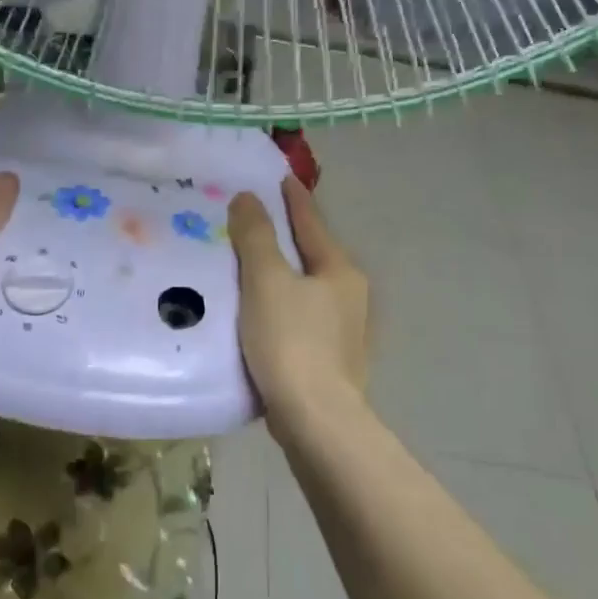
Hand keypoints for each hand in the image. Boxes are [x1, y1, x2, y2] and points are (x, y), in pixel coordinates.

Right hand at [228, 177, 369, 425]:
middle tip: (256, 220)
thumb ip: (256, 237)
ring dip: (283, 273)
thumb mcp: (267, 281)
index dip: (294, 199)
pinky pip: (300, 317)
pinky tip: (261, 313)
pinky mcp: (330, 360)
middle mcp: (349, 296)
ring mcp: (343, 331)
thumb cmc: (291, 342)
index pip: (312, 223)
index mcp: (339, 271)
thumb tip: (248, 198)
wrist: (316, 420)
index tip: (281, 178)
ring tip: (251, 265)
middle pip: (313, 254)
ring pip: (307, 288)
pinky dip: (281, 305)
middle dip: (287, 236)